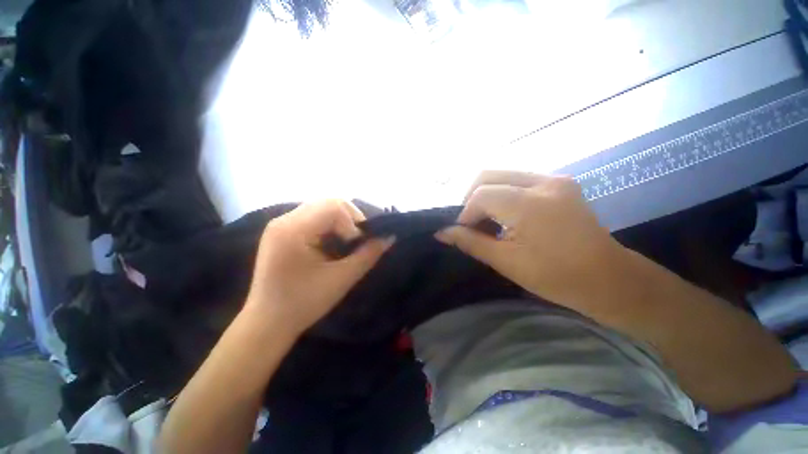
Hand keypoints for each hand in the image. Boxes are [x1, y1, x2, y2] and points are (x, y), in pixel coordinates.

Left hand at [245, 200, 393, 336]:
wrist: (268, 323)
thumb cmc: (304, 304)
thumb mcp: (342, 279)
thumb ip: (368, 255)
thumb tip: (390, 237)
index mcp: (293, 230)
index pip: (333, 206)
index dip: (353, 222)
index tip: (357, 245)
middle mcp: (283, 220)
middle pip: (327, 202)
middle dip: (349, 219)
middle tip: (356, 241)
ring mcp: (280, 225)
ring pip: (321, 208)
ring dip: (340, 222)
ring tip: (345, 242)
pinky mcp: (282, 232)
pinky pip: (313, 217)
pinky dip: (329, 225)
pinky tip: (331, 243)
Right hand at [437, 171, 626, 309]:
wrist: (609, 279)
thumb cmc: (556, 277)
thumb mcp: (506, 261)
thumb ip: (470, 242)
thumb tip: (442, 233)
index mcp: (530, 204)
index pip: (481, 195)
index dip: (465, 213)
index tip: (464, 232)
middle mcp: (543, 182)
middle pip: (488, 175)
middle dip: (471, 198)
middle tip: (470, 221)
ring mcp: (554, 179)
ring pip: (502, 174)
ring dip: (486, 194)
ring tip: (486, 219)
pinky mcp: (559, 182)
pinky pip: (518, 179)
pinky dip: (502, 193)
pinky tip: (504, 213)